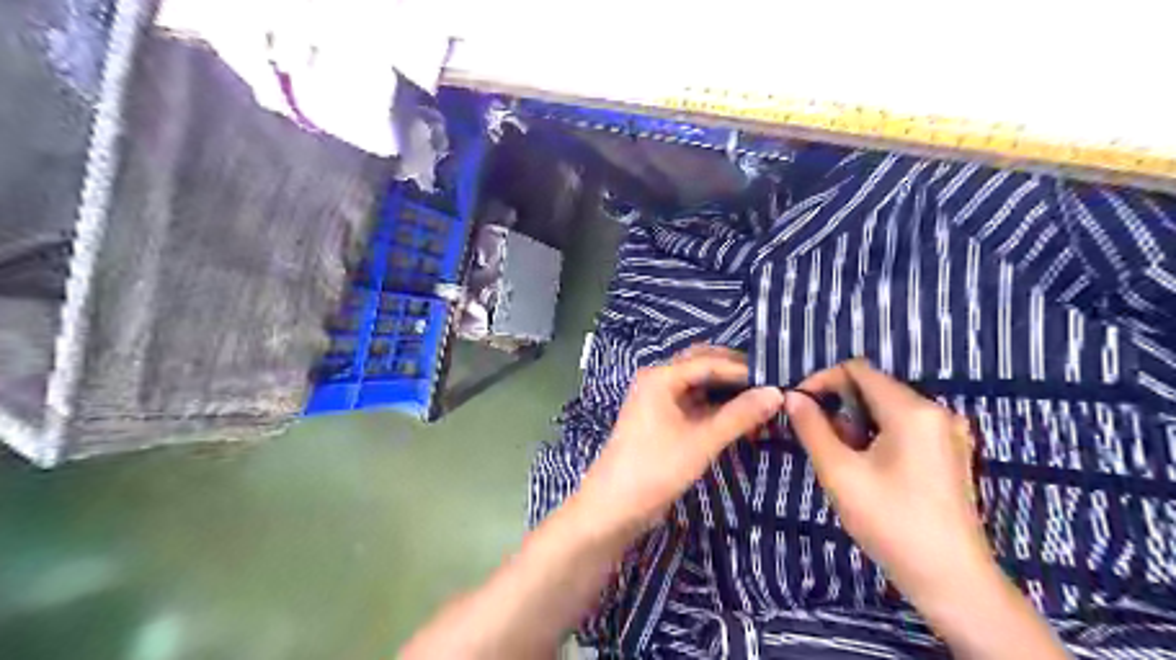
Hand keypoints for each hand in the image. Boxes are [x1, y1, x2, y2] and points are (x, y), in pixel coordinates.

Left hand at [579, 347, 782, 533]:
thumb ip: (739, 416)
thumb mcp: (702, 441)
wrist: (614, 506)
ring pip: (698, 385)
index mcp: (661, 376)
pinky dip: (716, 408)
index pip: (709, 361)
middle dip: (735, 374)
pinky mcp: (661, 419)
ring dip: (726, 391)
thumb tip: (776, 393)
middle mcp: (658, 380)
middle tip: (769, 384)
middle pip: (702, 365)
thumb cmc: (656, 468)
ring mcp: (658, 400)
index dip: (743, 368)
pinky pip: (693, 403)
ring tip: (761, 400)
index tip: (777, 377)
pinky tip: (740, 417)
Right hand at [789, 359, 988, 605]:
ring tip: (838, 458)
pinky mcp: (950, 453)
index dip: (822, 380)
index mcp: (912, 410)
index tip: (797, 405)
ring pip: (887, 409)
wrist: (952, 580)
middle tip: (815, 437)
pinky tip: (865, 467)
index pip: (858, 370)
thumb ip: (812, 428)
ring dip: (855, 423)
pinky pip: (904, 427)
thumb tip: (792, 397)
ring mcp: (948, 433)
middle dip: (838, 406)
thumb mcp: (839, 472)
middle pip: (873, 388)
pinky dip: (876, 436)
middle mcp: (936, 411)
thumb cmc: (891, 522)